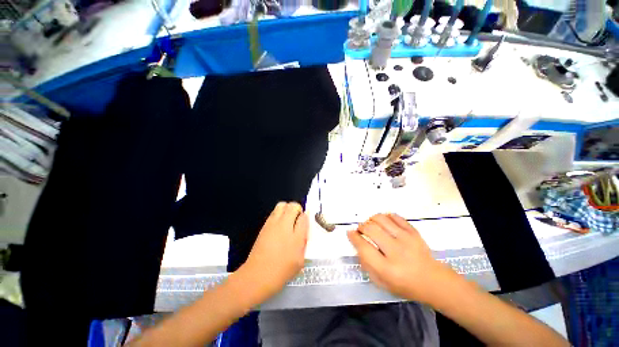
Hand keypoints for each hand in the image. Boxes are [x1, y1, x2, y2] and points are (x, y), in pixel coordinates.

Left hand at [236, 202, 308, 303]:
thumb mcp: (300, 259)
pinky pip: (274, 212)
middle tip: (297, 220)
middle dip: (297, 209)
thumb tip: (303, 227)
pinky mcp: (264, 225)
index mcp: (296, 236)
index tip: (304, 223)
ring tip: (288, 220)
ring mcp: (272, 223)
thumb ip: (303, 240)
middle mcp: (284, 225)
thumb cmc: (282, 271)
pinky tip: (279, 225)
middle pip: (292, 206)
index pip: (304, 217)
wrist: (257, 275)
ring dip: (287, 208)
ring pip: (282, 205)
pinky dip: (279, 213)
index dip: (305, 218)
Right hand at [348, 213, 456, 304]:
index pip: (364, 247)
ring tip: (371, 224)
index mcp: (387, 269)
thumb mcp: (381, 282)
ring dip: (371, 219)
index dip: (353, 237)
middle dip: (361, 226)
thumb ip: (366, 264)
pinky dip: (385, 216)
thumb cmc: (405, 285)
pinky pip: (395, 216)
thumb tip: (357, 243)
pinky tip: (384, 222)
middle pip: (371, 229)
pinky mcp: (414, 232)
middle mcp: (396, 251)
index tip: (350, 232)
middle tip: (361, 229)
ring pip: (381, 219)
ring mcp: (406, 239)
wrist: (434, 281)